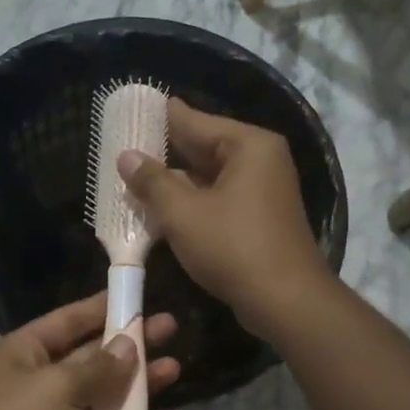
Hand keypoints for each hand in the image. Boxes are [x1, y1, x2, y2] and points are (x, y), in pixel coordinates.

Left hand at [0, 294, 179, 409]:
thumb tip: (129, 345)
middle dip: (132, 345)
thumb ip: (98, 367)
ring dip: (140, 390)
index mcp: (27, 354)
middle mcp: (45, 383)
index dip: (104, 307)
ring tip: (174, 370)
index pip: (71, 320)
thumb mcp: (55, 387)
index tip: (139, 294)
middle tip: (171, 329)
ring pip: (109, 401)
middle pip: (96, 358)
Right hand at [120, 98, 331, 336]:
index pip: (195, 120)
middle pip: (204, 146)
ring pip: (209, 175)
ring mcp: (263, 189)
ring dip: (175, 180)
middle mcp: (260, 159)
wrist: (286, 301)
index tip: (132, 107)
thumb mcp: (183, 214)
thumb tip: (126, 156)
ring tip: (133, 175)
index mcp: (248, 145)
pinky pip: (219, 197)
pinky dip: (192, 200)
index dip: (160, 117)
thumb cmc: (234, 248)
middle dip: (165, 151)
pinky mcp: (259, 216)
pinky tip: (161, 206)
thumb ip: (152, 182)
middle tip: (123, 143)